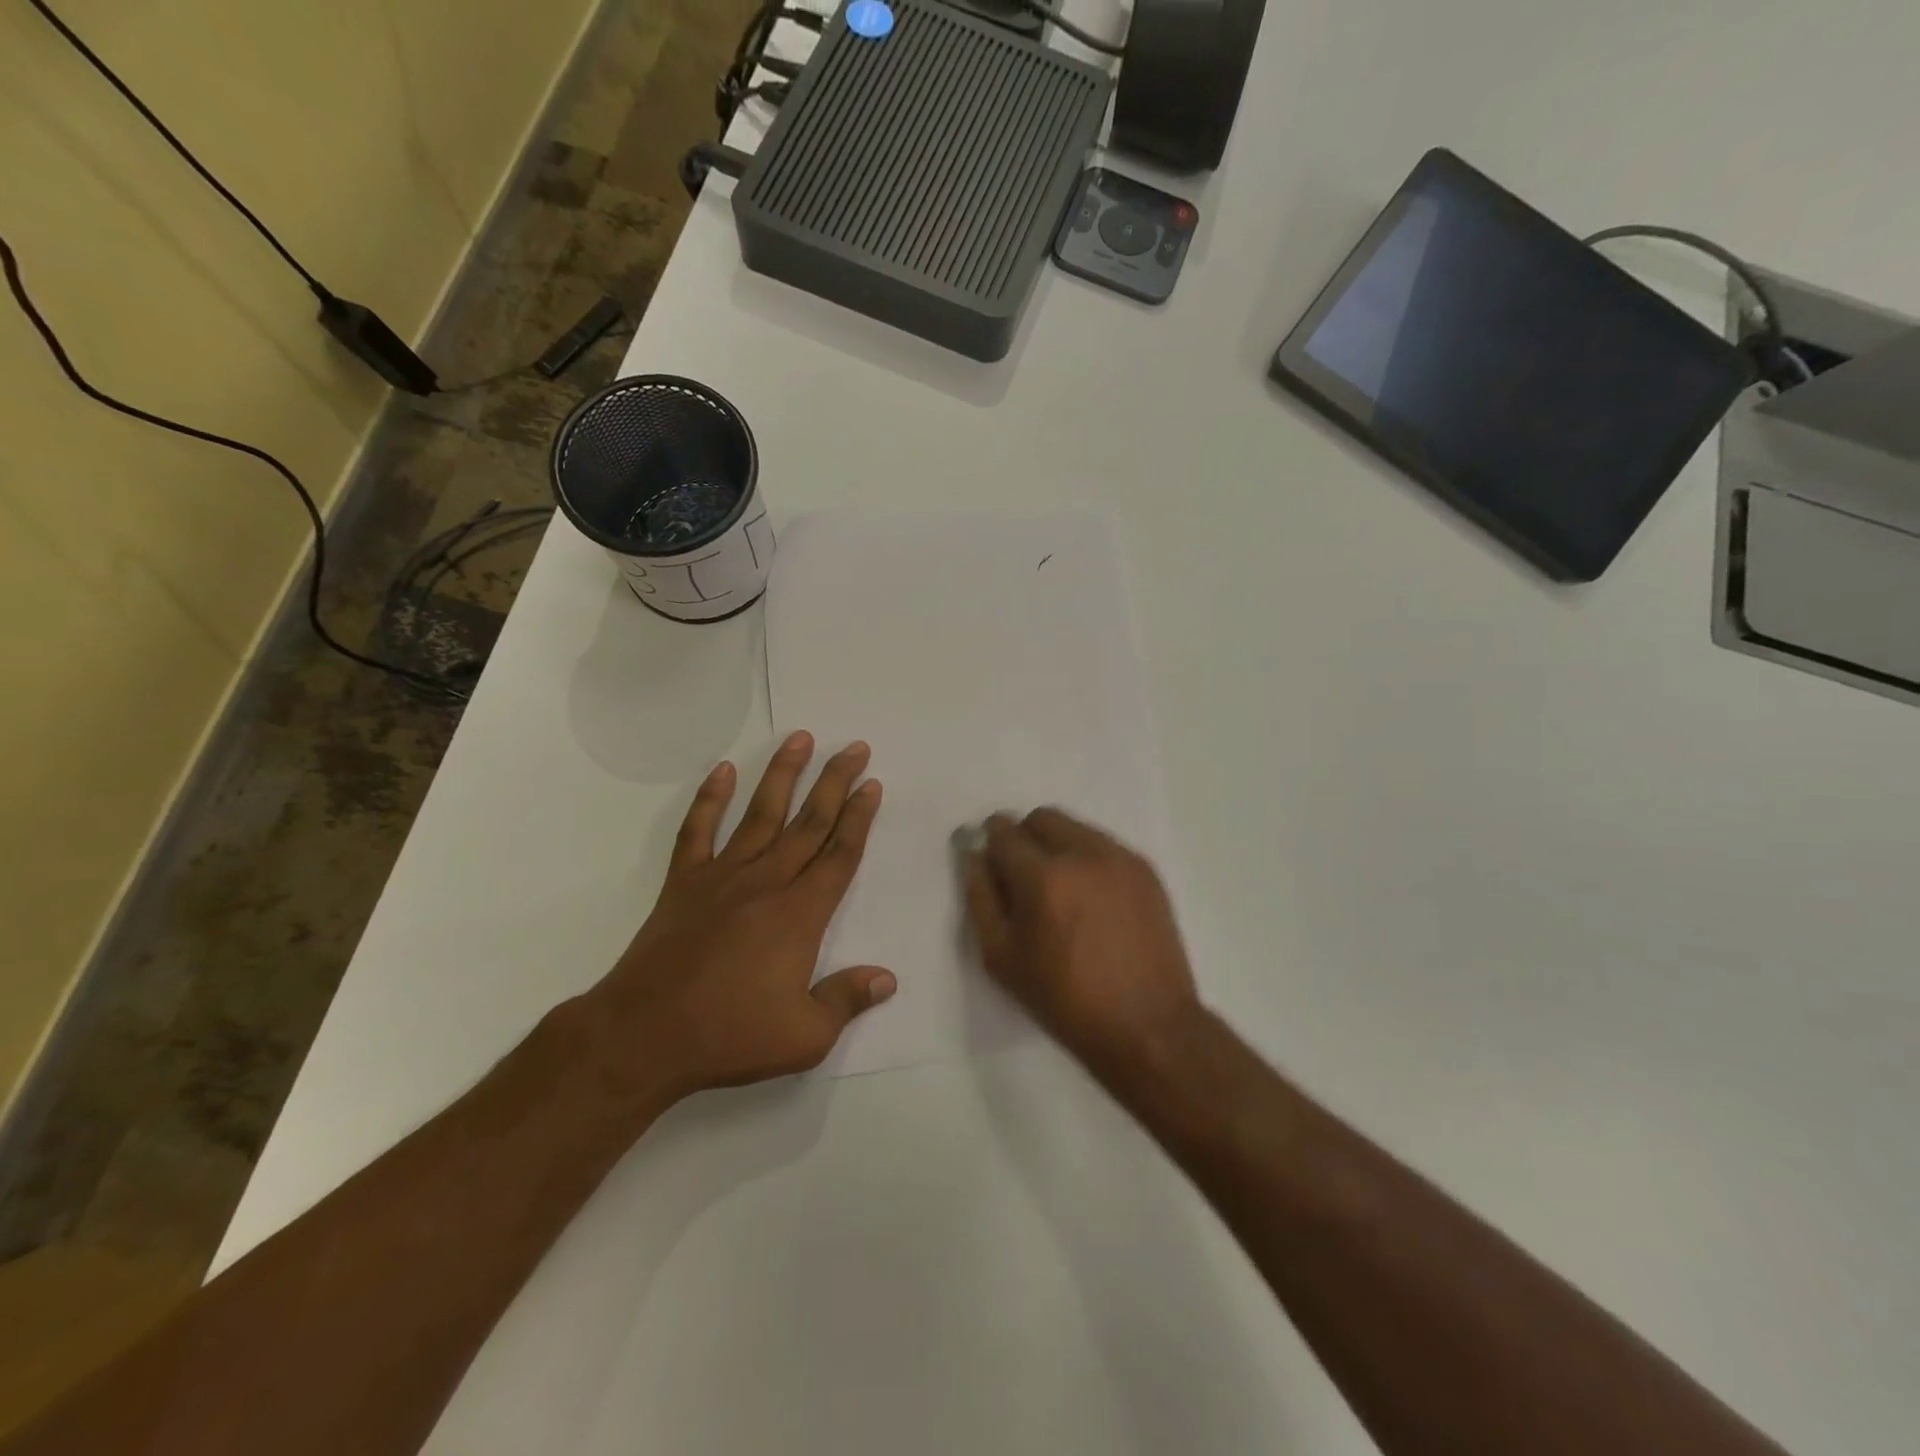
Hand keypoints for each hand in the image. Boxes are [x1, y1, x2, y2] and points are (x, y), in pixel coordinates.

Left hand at [578, 731, 895, 1106]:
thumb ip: (847, 1000)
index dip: (859, 817)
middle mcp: (767, 882)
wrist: (643, 1036)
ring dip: (783, 774)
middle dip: (835, 781)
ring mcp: (722, 876)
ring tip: (801, 738)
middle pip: (809, 822)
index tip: (872, 784)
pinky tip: (722, 770)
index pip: (840, 854)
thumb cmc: (730, 1036)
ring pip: (761, 813)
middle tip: (854, 748)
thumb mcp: (805, 1036)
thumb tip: (887, 978)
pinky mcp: (684, 882)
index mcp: (801, 914)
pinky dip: (709, 798)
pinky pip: (698, 830)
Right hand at [962, 808, 1200, 1086]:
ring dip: (1057, 846)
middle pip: (1041, 818)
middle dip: (1024, 837)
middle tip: (1024, 878)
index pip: (1003, 832)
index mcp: (1042, 877)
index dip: (990, 845)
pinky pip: (1103, 845)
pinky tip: (1091, 900)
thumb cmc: (1064, 1000)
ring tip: (1061, 892)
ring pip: (1075, 828)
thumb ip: (980, 898)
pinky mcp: (1145, 869)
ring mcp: (1119, 858)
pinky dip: (1087, 859)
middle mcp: (1083, 854)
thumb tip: (974, 856)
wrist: (1147, 1025)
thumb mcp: (1001, 958)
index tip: (991, 864)